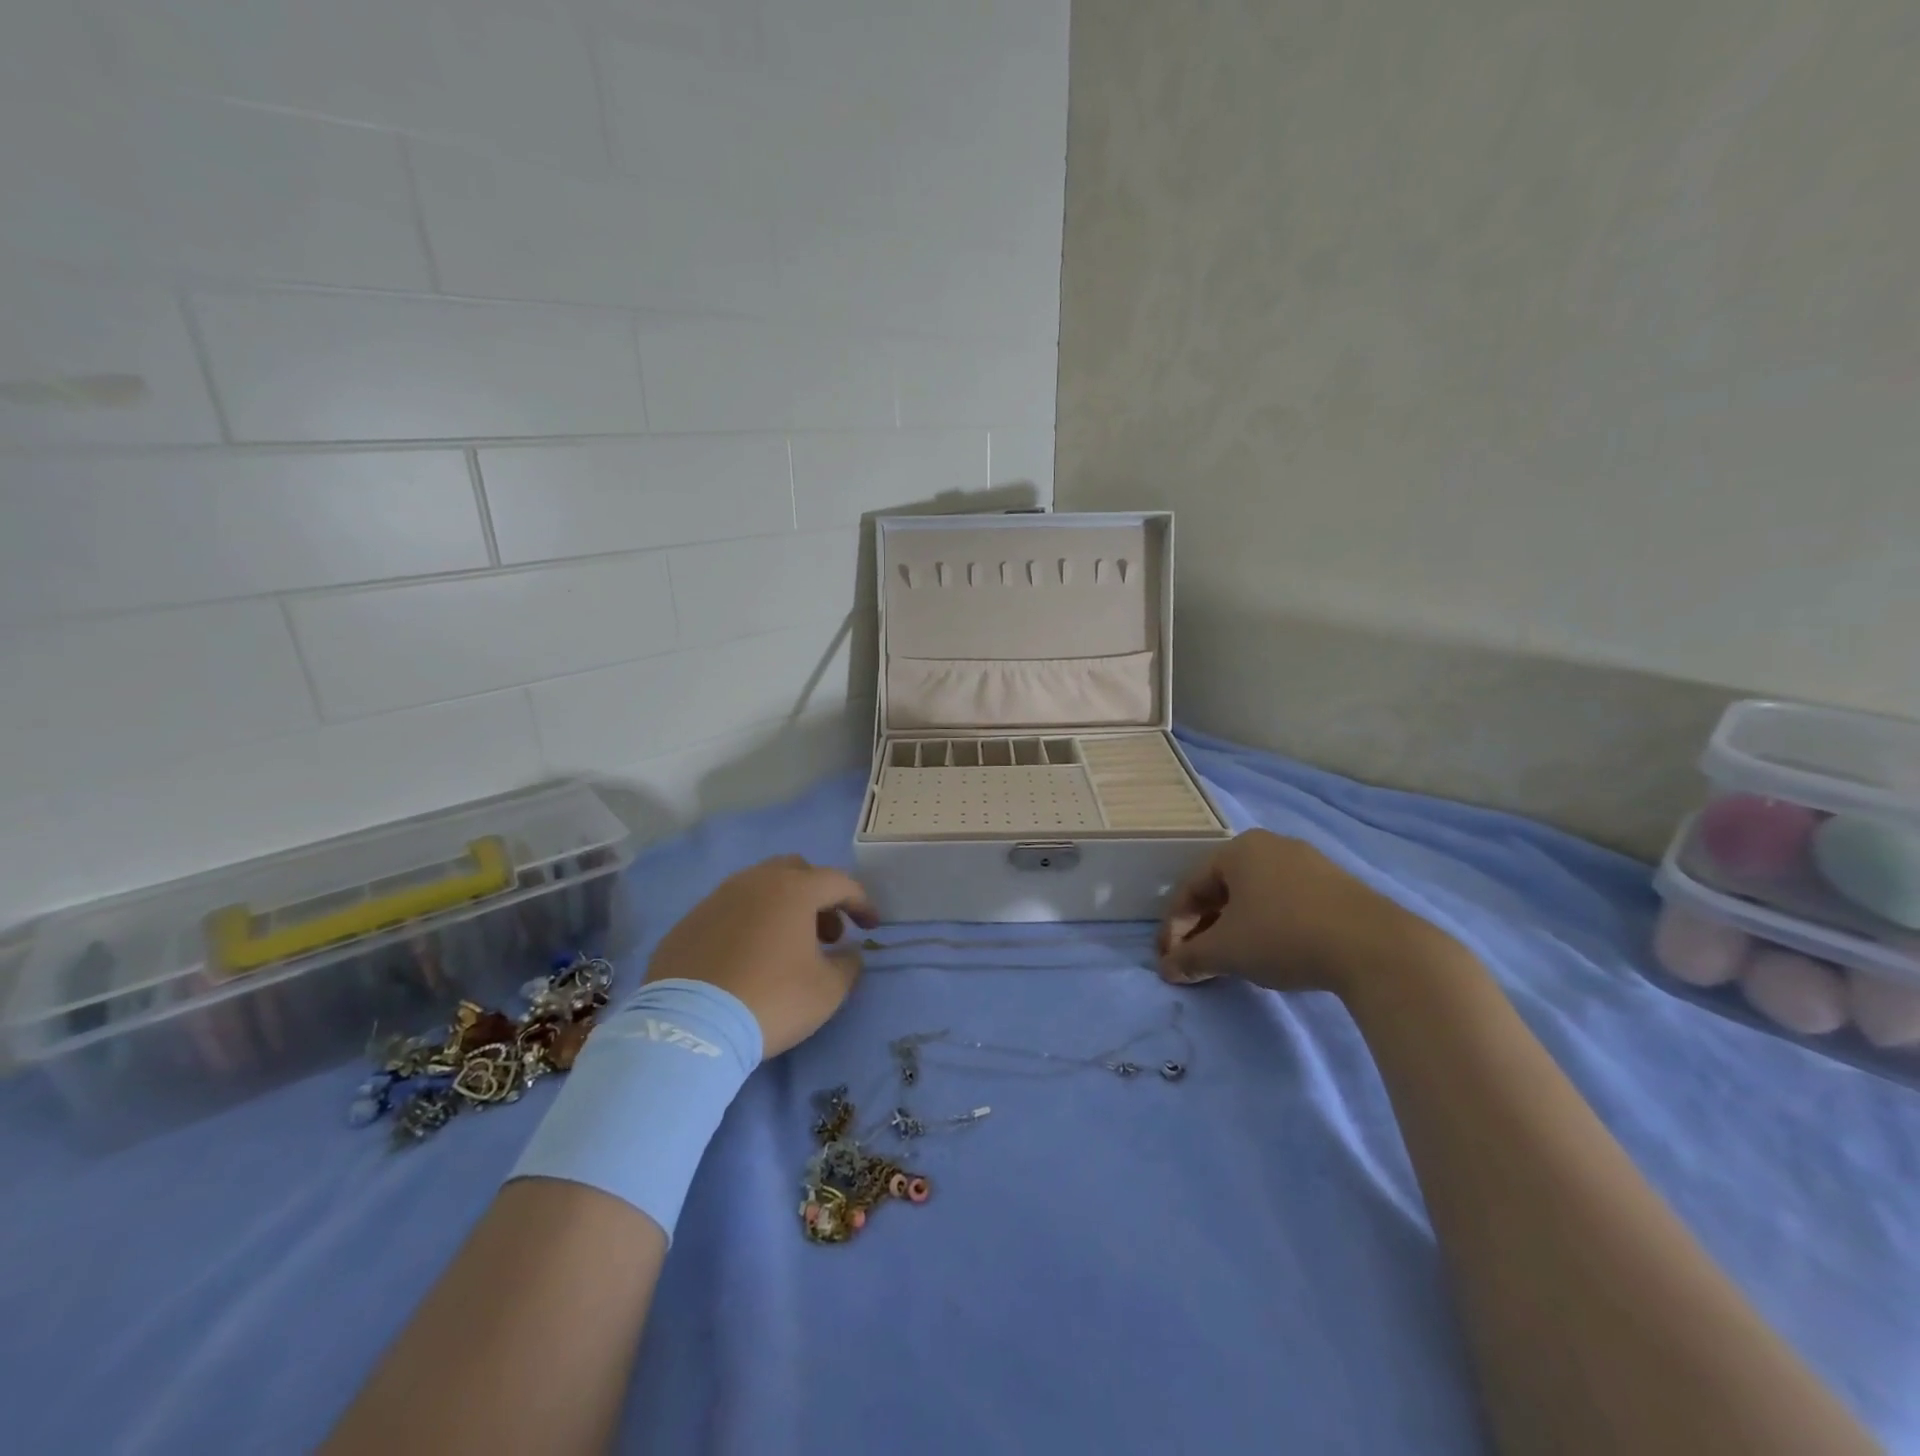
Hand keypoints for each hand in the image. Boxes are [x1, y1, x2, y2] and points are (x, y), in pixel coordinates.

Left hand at [645, 855, 878, 1056]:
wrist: (690, 1028)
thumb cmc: (772, 999)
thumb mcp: (828, 990)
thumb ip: (848, 964)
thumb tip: (848, 952)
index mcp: (794, 889)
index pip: (839, 882)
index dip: (861, 903)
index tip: (871, 927)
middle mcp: (755, 882)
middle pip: (797, 872)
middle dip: (819, 896)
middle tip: (827, 933)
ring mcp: (717, 898)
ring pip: (759, 887)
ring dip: (782, 908)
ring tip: (787, 947)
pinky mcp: (688, 922)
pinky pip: (729, 911)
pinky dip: (748, 924)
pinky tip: (747, 959)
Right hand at [1157, 830, 1454, 996]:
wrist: (1377, 949)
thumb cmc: (1285, 936)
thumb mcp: (1227, 951)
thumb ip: (1190, 958)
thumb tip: (1167, 969)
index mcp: (1238, 850)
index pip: (1190, 887)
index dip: (1174, 926)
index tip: (1170, 961)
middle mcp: (1271, 846)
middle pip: (1222, 889)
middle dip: (1203, 928)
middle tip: (1196, 963)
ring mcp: (1308, 864)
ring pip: (1254, 897)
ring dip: (1234, 929)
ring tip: (1231, 962)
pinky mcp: (1337, 887)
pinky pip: (1285, 902)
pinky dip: (1266, 926)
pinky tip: (1271, 953)